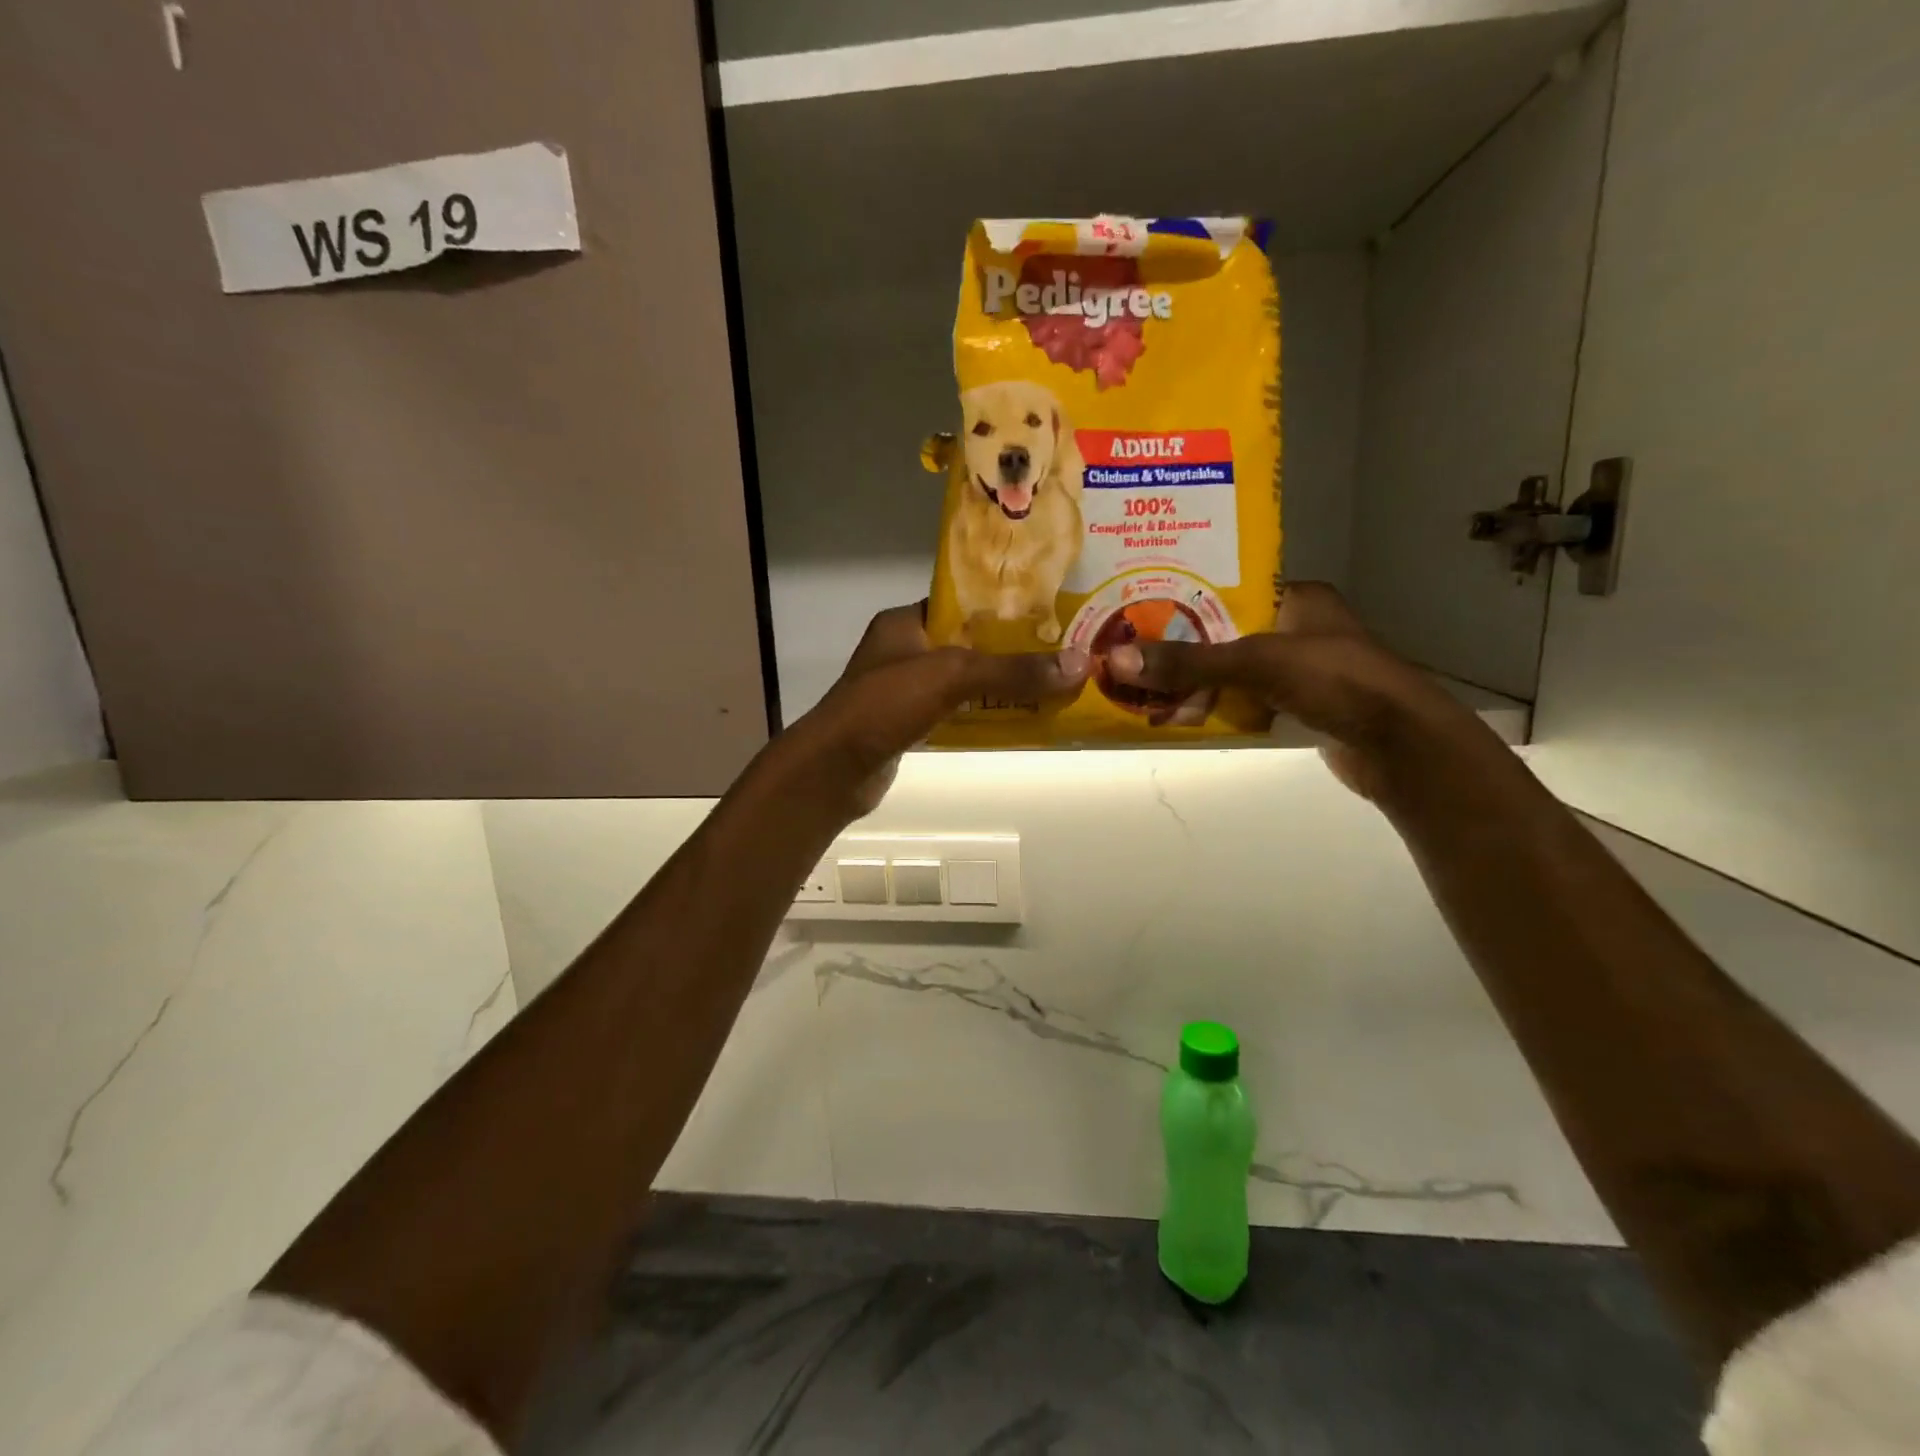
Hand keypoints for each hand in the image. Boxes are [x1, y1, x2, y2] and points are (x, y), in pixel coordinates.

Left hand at [791, 602, 1089, 815]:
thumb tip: (1080, 664)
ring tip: (1051, 681)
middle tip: (1060, 650)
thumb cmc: (886, 705)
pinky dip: (983, 712)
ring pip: (964, 679)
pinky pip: (956, 710)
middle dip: (1011, 649)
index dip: (1003, 605)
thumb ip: (1013, 670)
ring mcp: (904, 689)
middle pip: (968, 643)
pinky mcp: (909, 722)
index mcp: (904, 621)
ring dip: (1001, 684)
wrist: (836, 769)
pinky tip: (1019, 717)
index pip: (961, 602)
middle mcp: (903, 649)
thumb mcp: (952, 676)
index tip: (1048, 610)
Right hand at [1104, 582, 1471, 801]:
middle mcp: (1299, 627)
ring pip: (1233, 668)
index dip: (1184, 595)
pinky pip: (1245, 698)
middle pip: (1225, 631)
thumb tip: (1118, 661)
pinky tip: (1179, 711)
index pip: (1230, 586)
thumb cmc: (1334, 680)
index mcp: (1298, 597)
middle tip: (1131, 649)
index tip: (1138, 605)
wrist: (1398, 744)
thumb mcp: (1255, 663)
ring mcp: (1301, 669)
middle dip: (1182, 644)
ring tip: (1143, 681)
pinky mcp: (1300, 704)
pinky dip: (1217, 705)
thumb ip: (1189, 663)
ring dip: (1196, 679)